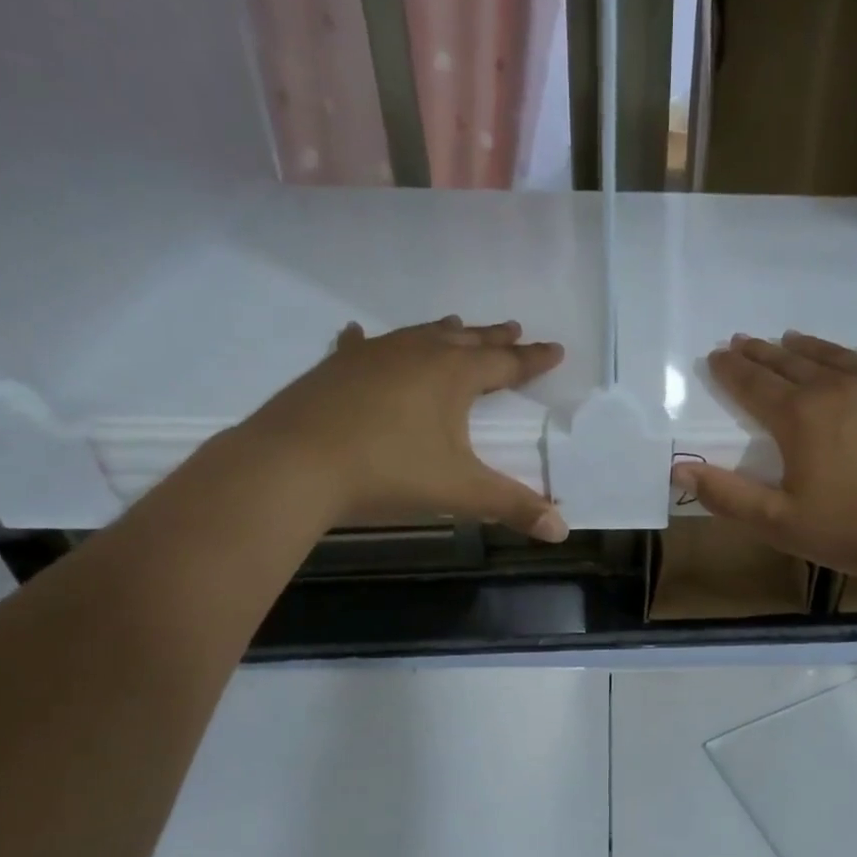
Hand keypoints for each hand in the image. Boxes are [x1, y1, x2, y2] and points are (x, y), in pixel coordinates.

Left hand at [242, 316, 568, 540]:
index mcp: (452, 375)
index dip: (533, 359)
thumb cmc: (388, 472)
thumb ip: (512, 507)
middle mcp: (416, 353)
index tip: (555, 349)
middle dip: (493, 338)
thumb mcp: (460, 492)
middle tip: (514, 328)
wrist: (294, 464)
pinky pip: (361, 346)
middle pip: (465, 339)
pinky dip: (371, 342)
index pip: (505, 363)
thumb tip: (561, 530)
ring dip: (443, 332)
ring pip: (418, 335)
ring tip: (458, 325)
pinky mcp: (335, 368)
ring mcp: (371, 355)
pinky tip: (361, 334)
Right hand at [671, 331, 856, 586]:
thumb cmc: (851, 532)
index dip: (731, 370)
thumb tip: (679, 469)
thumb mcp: (778, 523)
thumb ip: (727, 495)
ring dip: (809, 348)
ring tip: (791, 340)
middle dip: (763, 352)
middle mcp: (839, 386)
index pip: (754, 384)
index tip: (717, 356)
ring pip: (838, 355)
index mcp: (800, 417)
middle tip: (745, 341)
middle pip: (792, 363)